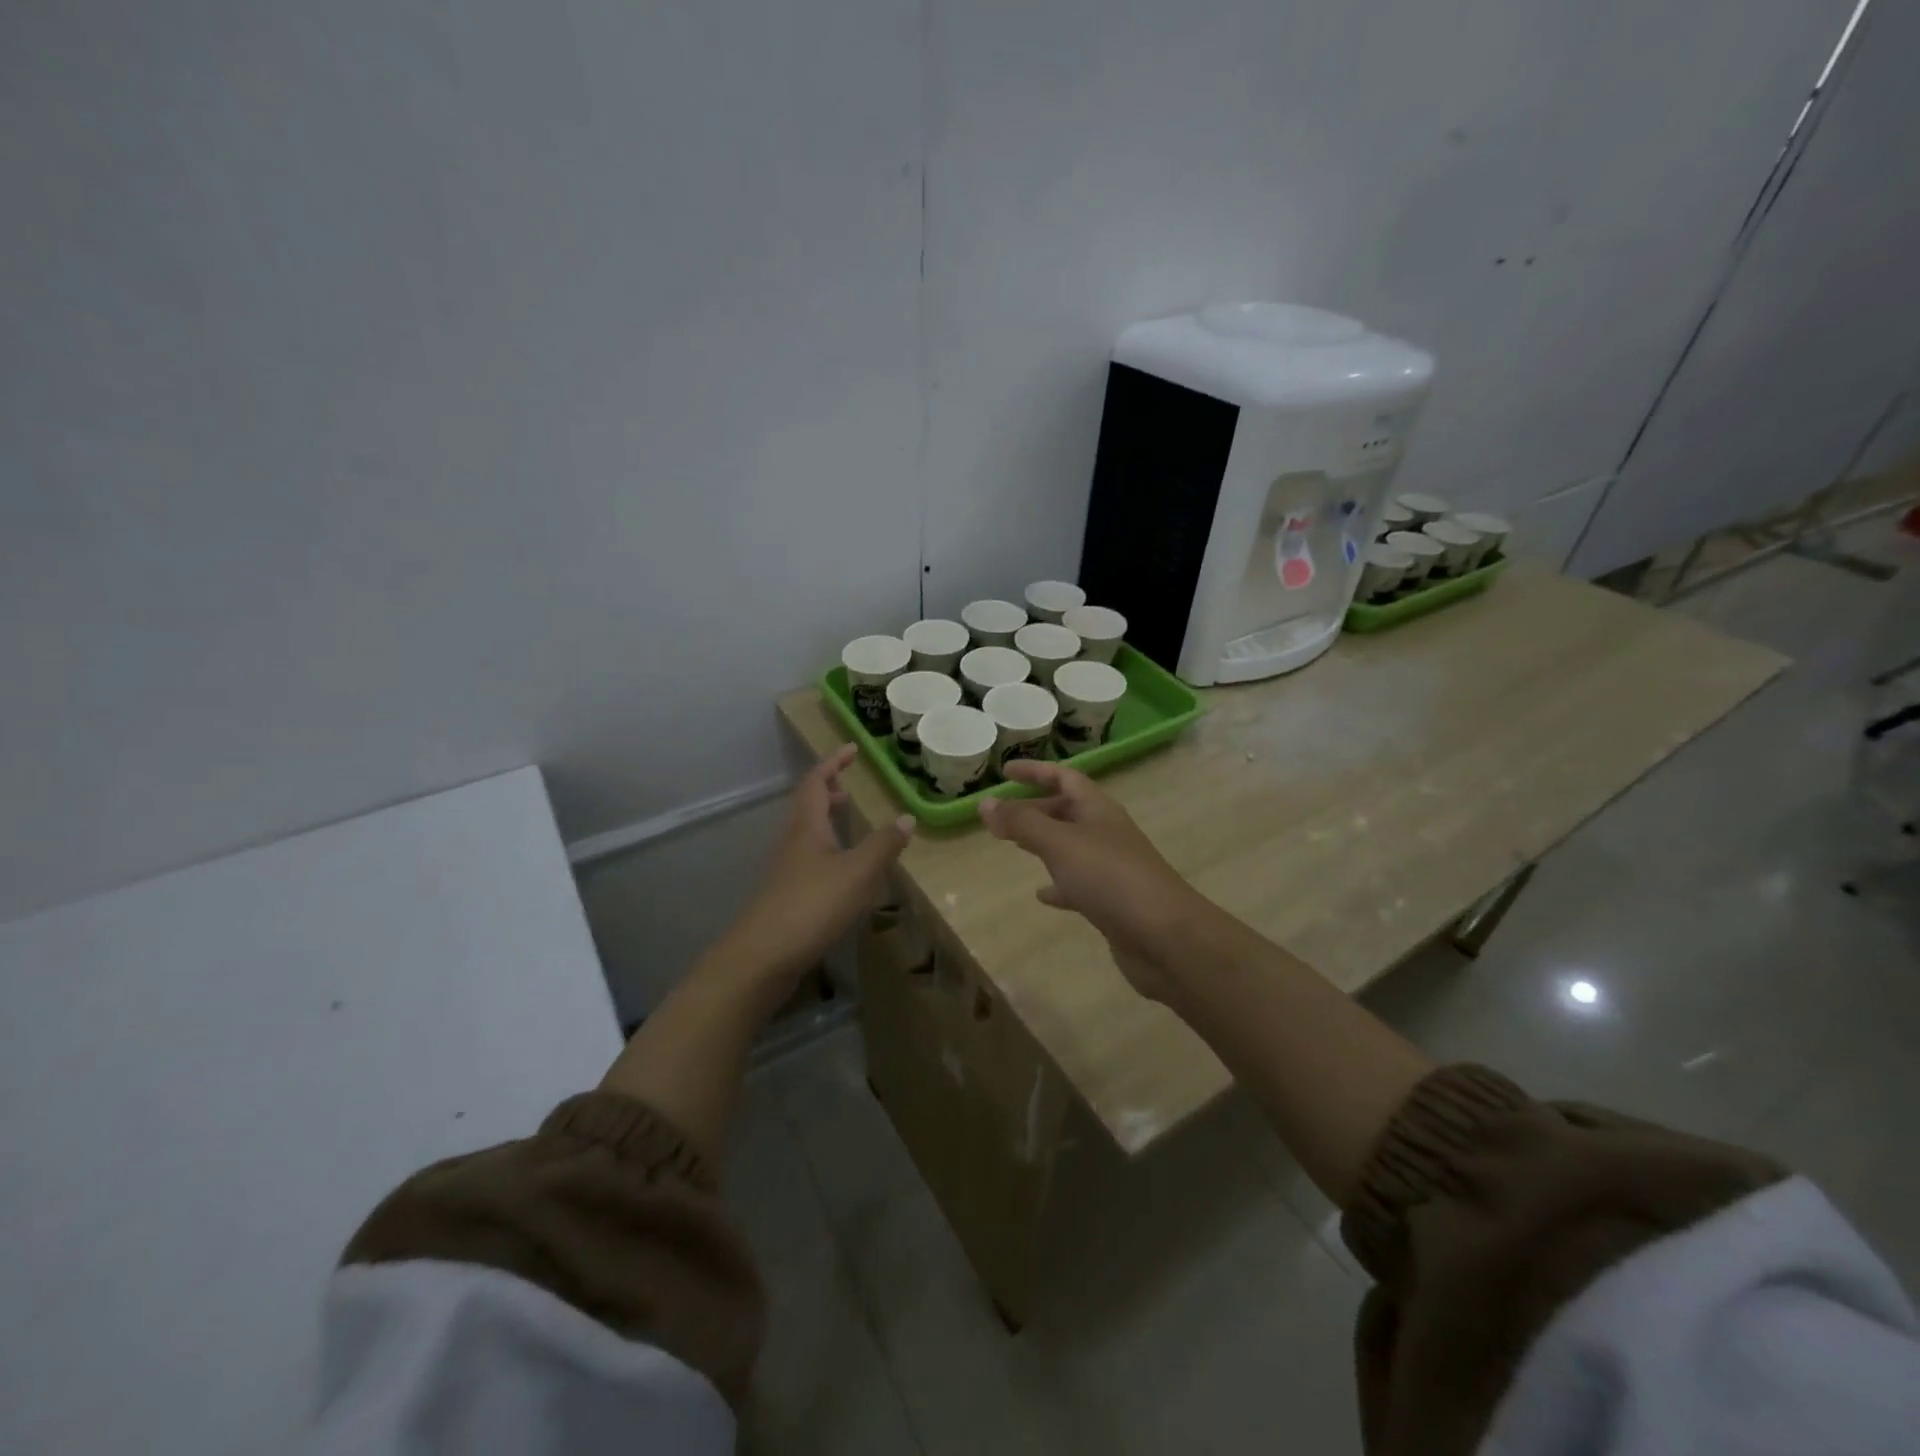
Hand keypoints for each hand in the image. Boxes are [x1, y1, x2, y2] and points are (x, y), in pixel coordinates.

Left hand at [721, 745, 913, 1002]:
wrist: (763, 956)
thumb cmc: (813, 905)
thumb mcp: (858, 872)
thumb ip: (884, 844)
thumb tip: (905, 817)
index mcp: (808, 827)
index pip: (816, 782)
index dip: (833, 763)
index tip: (852, 749)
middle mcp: (793, 842)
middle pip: (807, 805)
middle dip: (828, 790)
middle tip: (849, 785)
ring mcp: (787, 870)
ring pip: (807, 833)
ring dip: (826, 820)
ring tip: (848, 821)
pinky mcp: (787, 895)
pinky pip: (809, 857)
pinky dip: (827, 849)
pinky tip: (843, 870)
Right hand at [978, 762, 1203, 998]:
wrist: (1164, 936)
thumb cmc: (1110, 878)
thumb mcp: (1060, 843)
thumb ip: (1022, 823)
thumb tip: (985, 803)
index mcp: (1098, 809)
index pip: (1064, 778)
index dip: (1035, 771)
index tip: (1005, 771)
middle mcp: (1106, 832)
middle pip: (1066, 811)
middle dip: (1034, 808)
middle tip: (1000, 815)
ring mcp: (1111, 867)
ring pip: (1070, 846)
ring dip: (1043, 842)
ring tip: (1014, 845)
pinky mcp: (1111, 900)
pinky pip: (1078, 883)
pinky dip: (1058, 884)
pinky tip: (1041, 894)